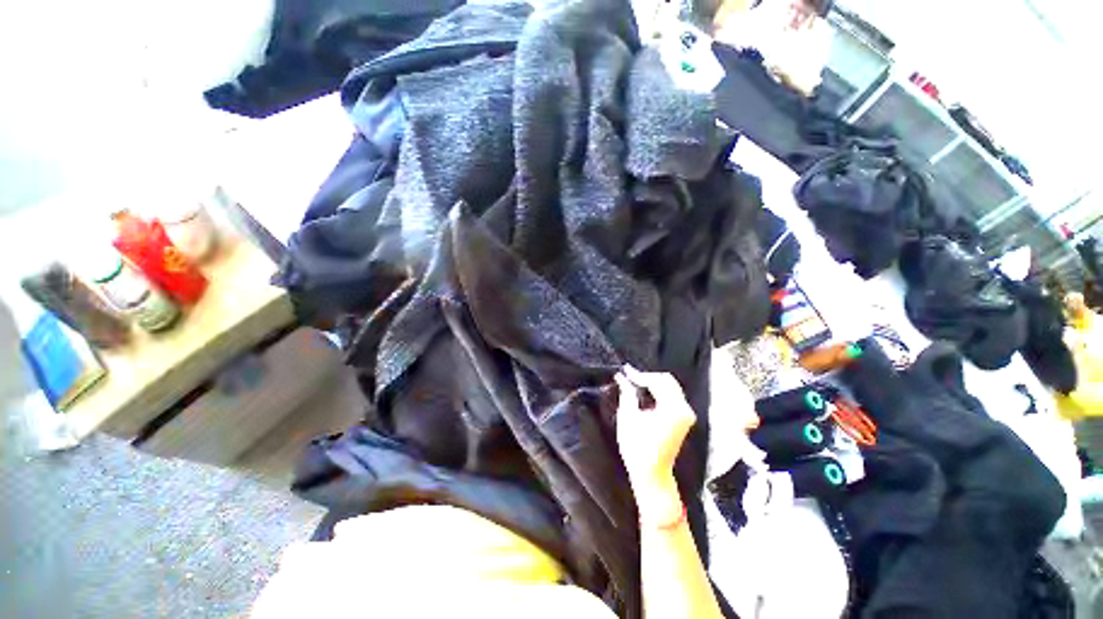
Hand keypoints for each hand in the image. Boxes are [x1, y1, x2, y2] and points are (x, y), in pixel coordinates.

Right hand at [614, 366, 696, 507]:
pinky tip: (645, 393)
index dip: (639, 375)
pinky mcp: (684, 419)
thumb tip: (622, 378)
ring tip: (634, 383)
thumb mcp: (628, 417)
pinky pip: (672, 396)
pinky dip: (658, 391)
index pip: (656, 381)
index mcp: (673, 409)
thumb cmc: (638, 448)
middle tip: (629, 377)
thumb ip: (627, 393)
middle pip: (667, 381)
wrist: (652, 474)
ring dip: (653, 383)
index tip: (625, 370)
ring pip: (670, 386)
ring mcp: (686, 414)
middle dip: (647, 377)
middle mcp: (684, 409)